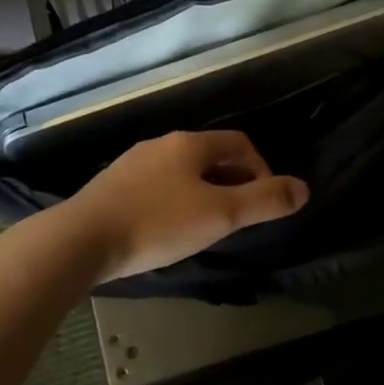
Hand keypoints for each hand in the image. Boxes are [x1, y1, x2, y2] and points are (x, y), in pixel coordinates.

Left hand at [59, 130, 309, 282]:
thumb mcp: (219, 215)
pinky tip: (167, 230)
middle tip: (238, 219)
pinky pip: (157, 186)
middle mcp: (161, 144)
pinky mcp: (112, 186)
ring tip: (206, 227)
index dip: (261, 170)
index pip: (239, 144)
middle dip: (233, 183)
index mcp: (189, 144)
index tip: (263, 204)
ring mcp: (133, 163)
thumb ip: (264, 202)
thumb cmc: (157, 224)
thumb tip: (303, 188)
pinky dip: (175, 202)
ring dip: (204, 193)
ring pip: (182, 172)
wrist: (80, 240)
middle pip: (210, 156)